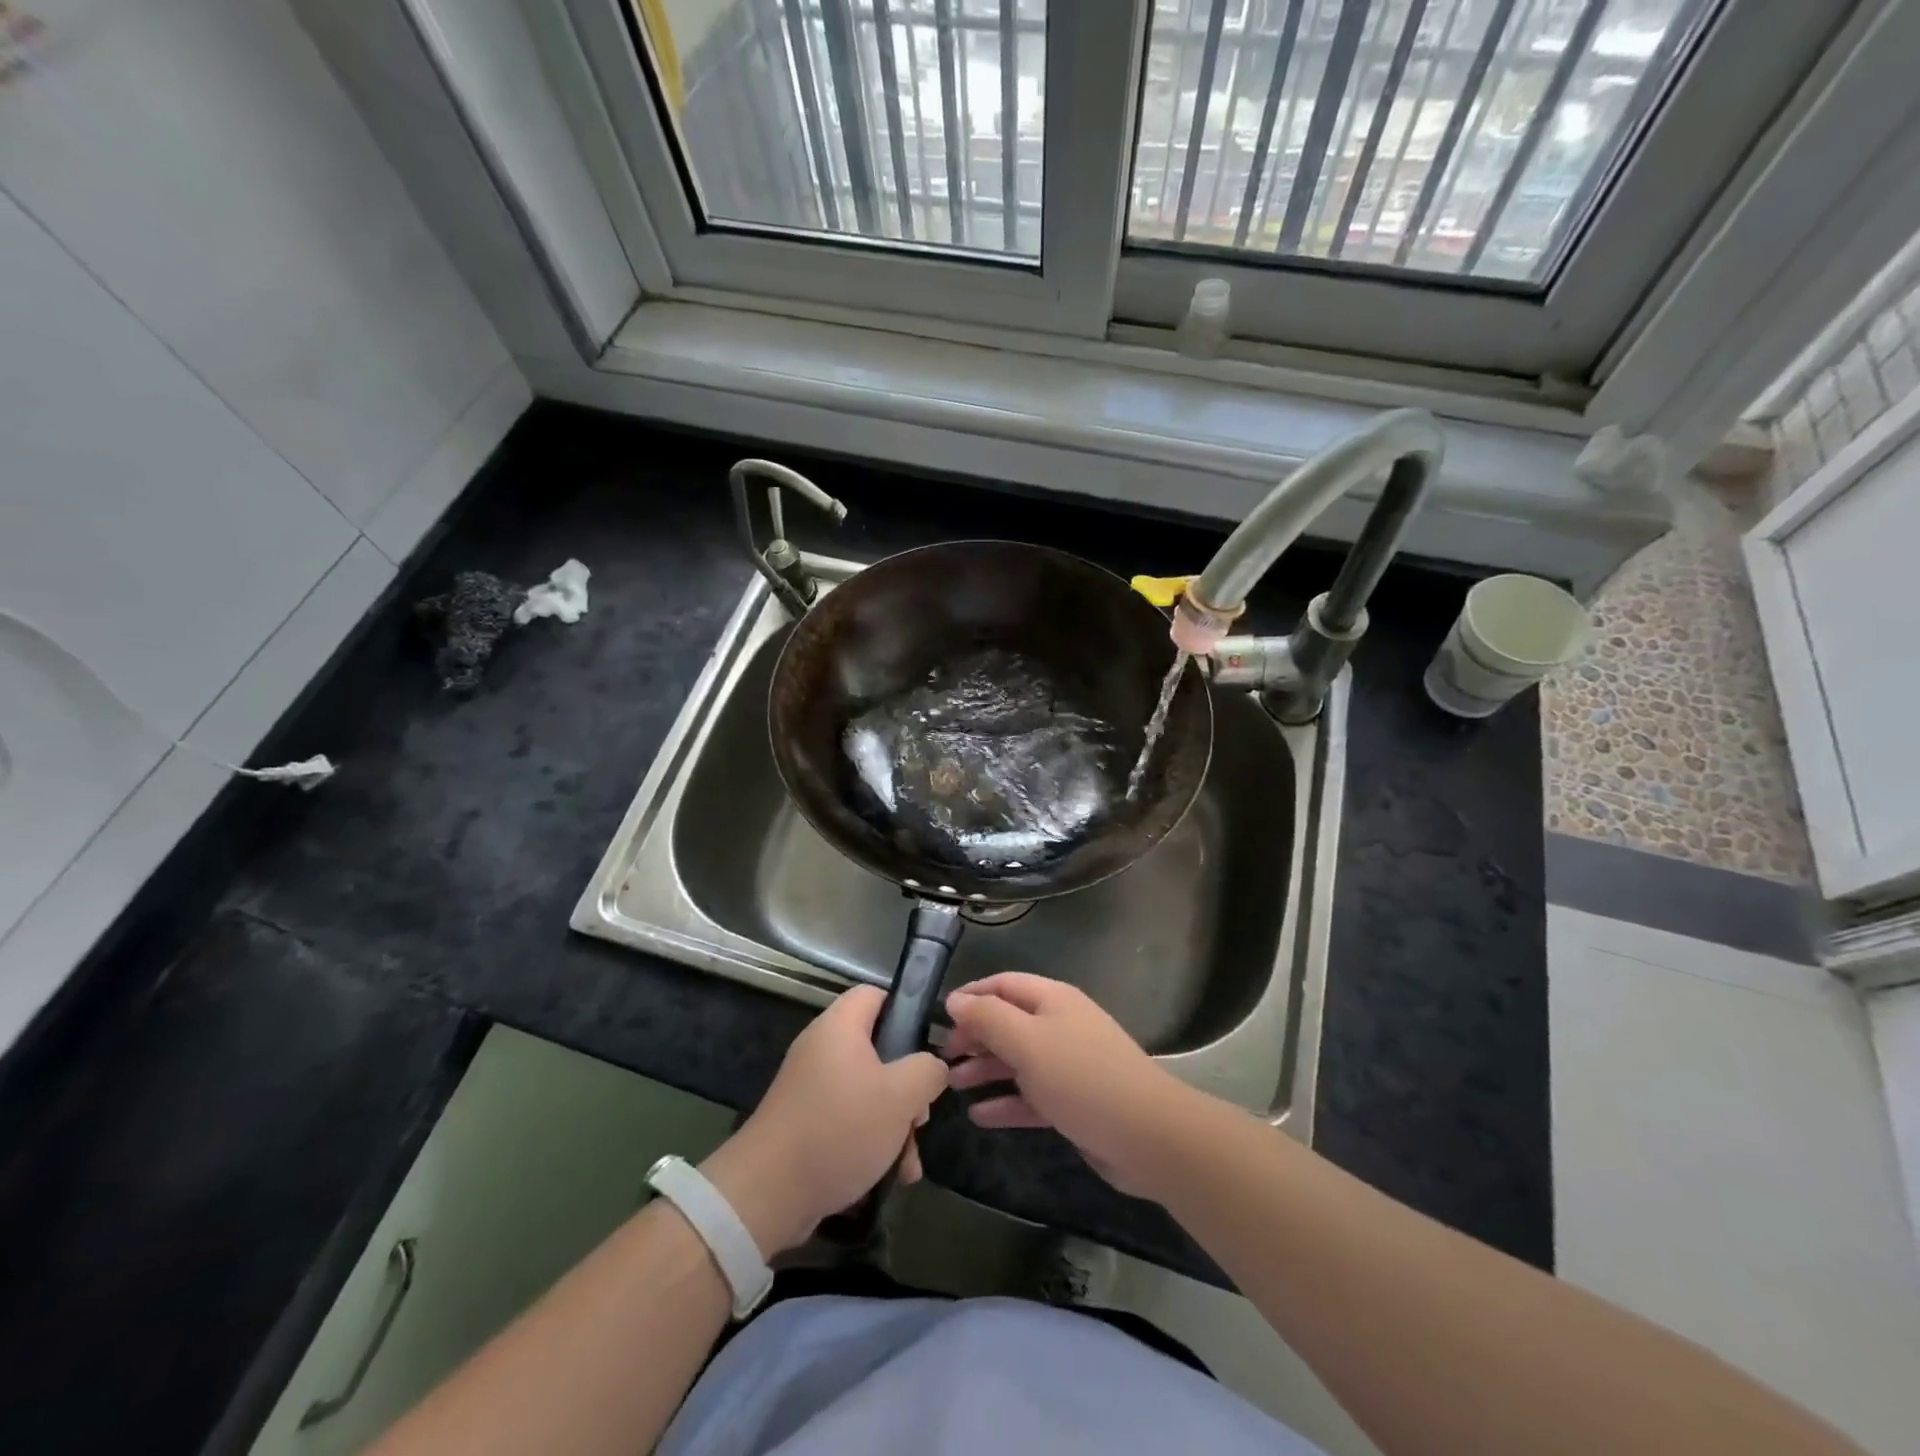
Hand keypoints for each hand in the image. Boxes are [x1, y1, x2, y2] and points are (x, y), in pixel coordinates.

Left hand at [703, 986, 946, 1255]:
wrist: (767, 1194)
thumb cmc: (839, 1129)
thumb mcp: (900, 1096)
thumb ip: (927, 1071)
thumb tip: (932, 1067)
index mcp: (840, 1027)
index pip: (876, 994)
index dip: (905, 1011)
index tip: (927, 1046)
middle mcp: (822, 1049)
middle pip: (878, 1050)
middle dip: (907, 1086)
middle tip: (920, 1115)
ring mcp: (811, 1088)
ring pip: (868, 1092)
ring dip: (895, 1124)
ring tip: (908, 1160)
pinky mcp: (805, 1124)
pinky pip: (848, 1121)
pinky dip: (871, 1143)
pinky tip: (890, 1176)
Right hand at [945, 973, 1204, 1198]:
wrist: (1146, 1136)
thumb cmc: (1081, 1077)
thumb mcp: (1027, 1041)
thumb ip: (988, 1017)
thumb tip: (955, 999)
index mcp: (1052, 1000)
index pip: (1003, 985)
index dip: (971, 996)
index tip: (939, 1018)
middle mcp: (1059, 1026)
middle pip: (1008, 1023)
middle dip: (975, 1036)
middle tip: (942, 1058)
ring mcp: (1068, 1065)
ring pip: (1017, 1060)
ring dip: (985, 1070)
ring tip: (952, 1086)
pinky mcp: (1073, 1102)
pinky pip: (1030, 1096)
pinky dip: (1005, 1103)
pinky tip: (979, 1116)